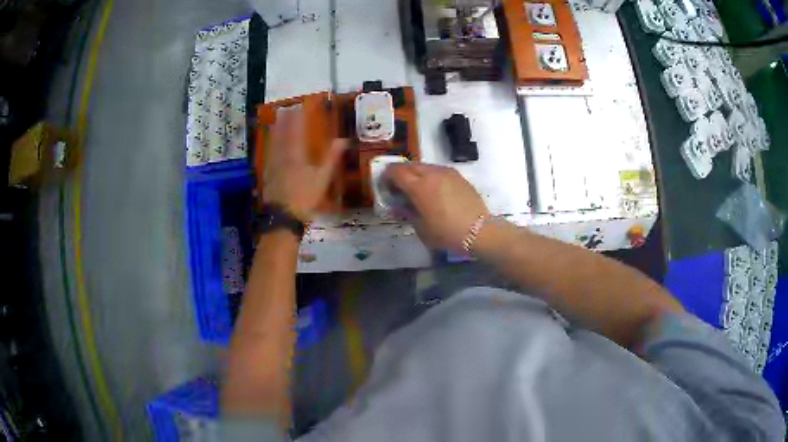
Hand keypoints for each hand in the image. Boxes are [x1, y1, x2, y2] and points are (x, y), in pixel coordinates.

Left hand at [263, 106, 347, 221]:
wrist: (283, 218)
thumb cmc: (305, 197)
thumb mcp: (322, 178)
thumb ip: (332, 158)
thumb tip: (344, 140)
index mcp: (295, 155)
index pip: (295, 132)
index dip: (296, 119)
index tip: (297, 108)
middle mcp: (281, 157)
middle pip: (280, 136)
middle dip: (283, 123)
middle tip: (283, 111)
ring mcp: (272, 167)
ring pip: (272, 145)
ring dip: (274, 133)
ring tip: (274, 124)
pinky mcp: (267, 177)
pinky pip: (267, 157)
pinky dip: (269, 149)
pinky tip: (269, 149)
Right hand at [384, 164, 488, 250]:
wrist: (479, 231)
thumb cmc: (447, 233)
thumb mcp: (421, 228)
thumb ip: (407, 213)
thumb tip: (398, 206)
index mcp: (419, 187)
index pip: (396, 172)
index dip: (387, 176)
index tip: (385, 185)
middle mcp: (431, 174)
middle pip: (410, 166)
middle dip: (401, 173)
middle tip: (399, 187)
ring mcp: (447, 173)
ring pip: (425, 166)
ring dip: (416, 173)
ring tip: (417, 188)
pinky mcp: (458, 176)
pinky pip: (438, 170)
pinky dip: (430, 176)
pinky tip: (434, 189)